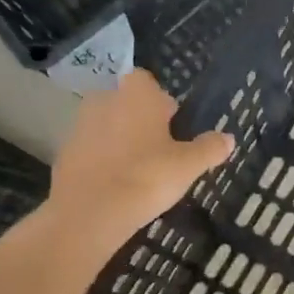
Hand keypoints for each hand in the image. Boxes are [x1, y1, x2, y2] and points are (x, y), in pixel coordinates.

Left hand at [45, 70, 232, 255]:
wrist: (91, 212)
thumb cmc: (147, 177)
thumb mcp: (189, 165)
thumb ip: (209, 148)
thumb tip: (228, 138)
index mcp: (137, 96)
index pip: (147, 81)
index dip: (161, 101)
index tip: (173, 124)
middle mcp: (105, 101)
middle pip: (126, 102)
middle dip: (141, 119)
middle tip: (161, 149)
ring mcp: (80, 126)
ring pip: (107, 124)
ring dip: (121, 139)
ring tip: (139, 169)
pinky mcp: (65, 152)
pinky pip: (91, 148)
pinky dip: (103, 159)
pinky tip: (117, 184)